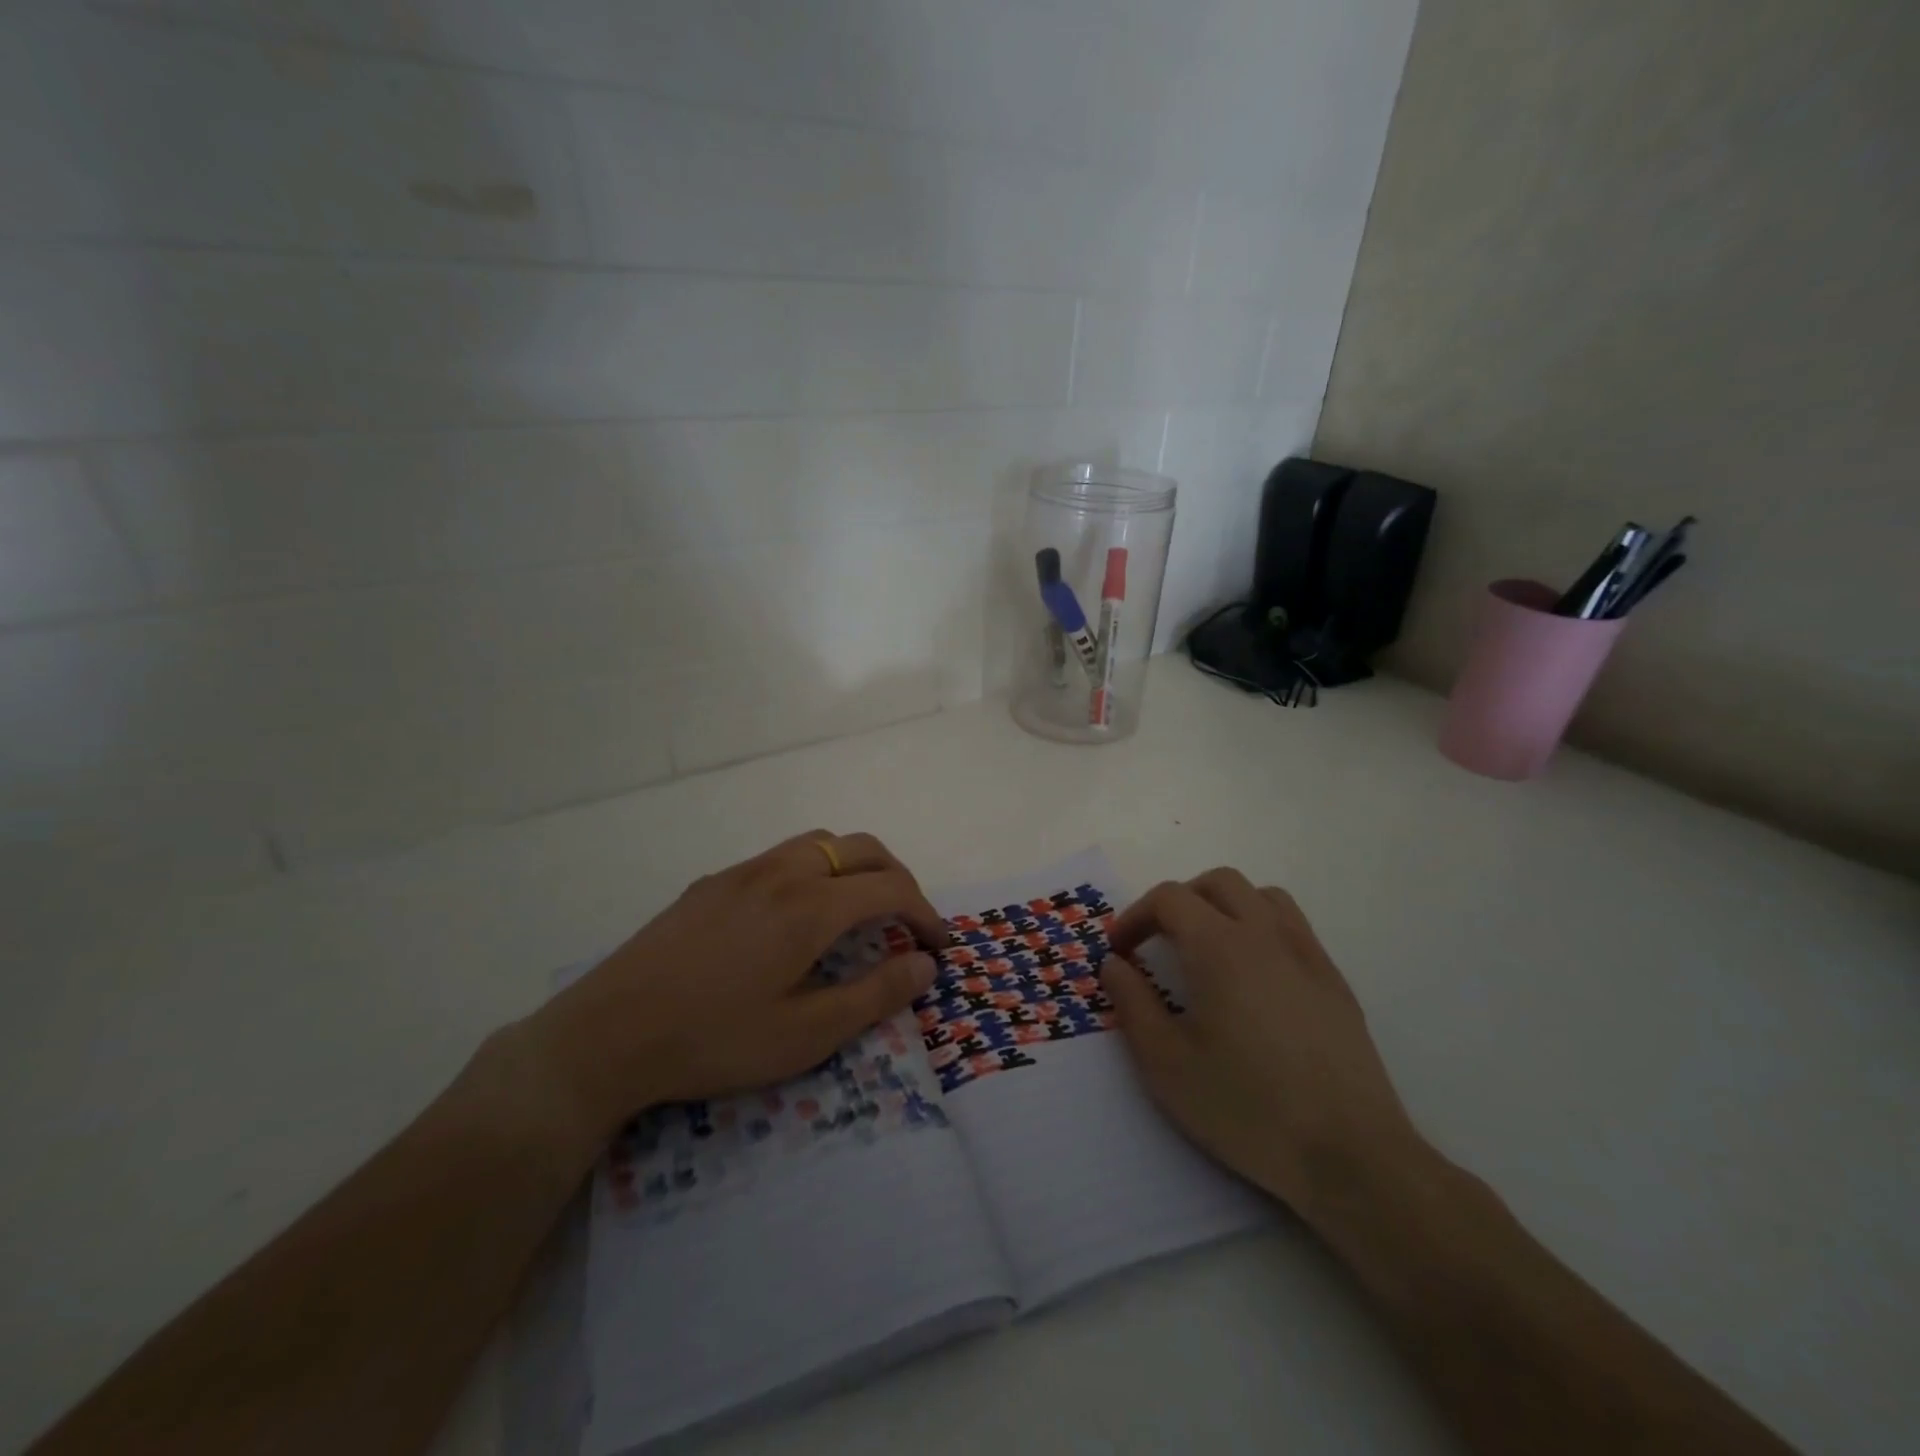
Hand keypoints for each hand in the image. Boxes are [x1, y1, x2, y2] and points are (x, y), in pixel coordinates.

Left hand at [527, 831, 944, 1144]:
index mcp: (809, 906)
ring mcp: (742, 872)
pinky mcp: (712, 883)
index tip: (938, 945)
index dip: (925, 912)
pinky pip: (781, 856)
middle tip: (909, 920)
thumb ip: (874, 995)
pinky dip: (815, 870)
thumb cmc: (713, 1040)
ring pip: (819, 843)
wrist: (606, 1035)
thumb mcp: (805, 1034)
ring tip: (859, 909)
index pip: (890, 888)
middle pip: (861, 848)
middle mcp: (781, 873)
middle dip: (898, 877)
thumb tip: (924, 964)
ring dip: (854, 866)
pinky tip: (797, 916)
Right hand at [1099, 868, 1424, 1219]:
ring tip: (1208, 948)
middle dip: (1180, 901)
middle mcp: (1265, 935)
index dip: (1136, 916)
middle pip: (1218, 882)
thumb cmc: (1246, 1107)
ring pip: (1262, 896)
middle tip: (1160, 942)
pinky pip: (1293, 927)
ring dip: (1225, 906)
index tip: (1120, 951)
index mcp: (1219, 946)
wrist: (1350, 1155)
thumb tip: (1113, 964)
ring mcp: (1307, 955)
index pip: (1170, 898)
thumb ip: (1132, 1003)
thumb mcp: (1166, 1063)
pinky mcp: (1335, 981)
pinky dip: (1261, 929)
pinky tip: (1255, 979)